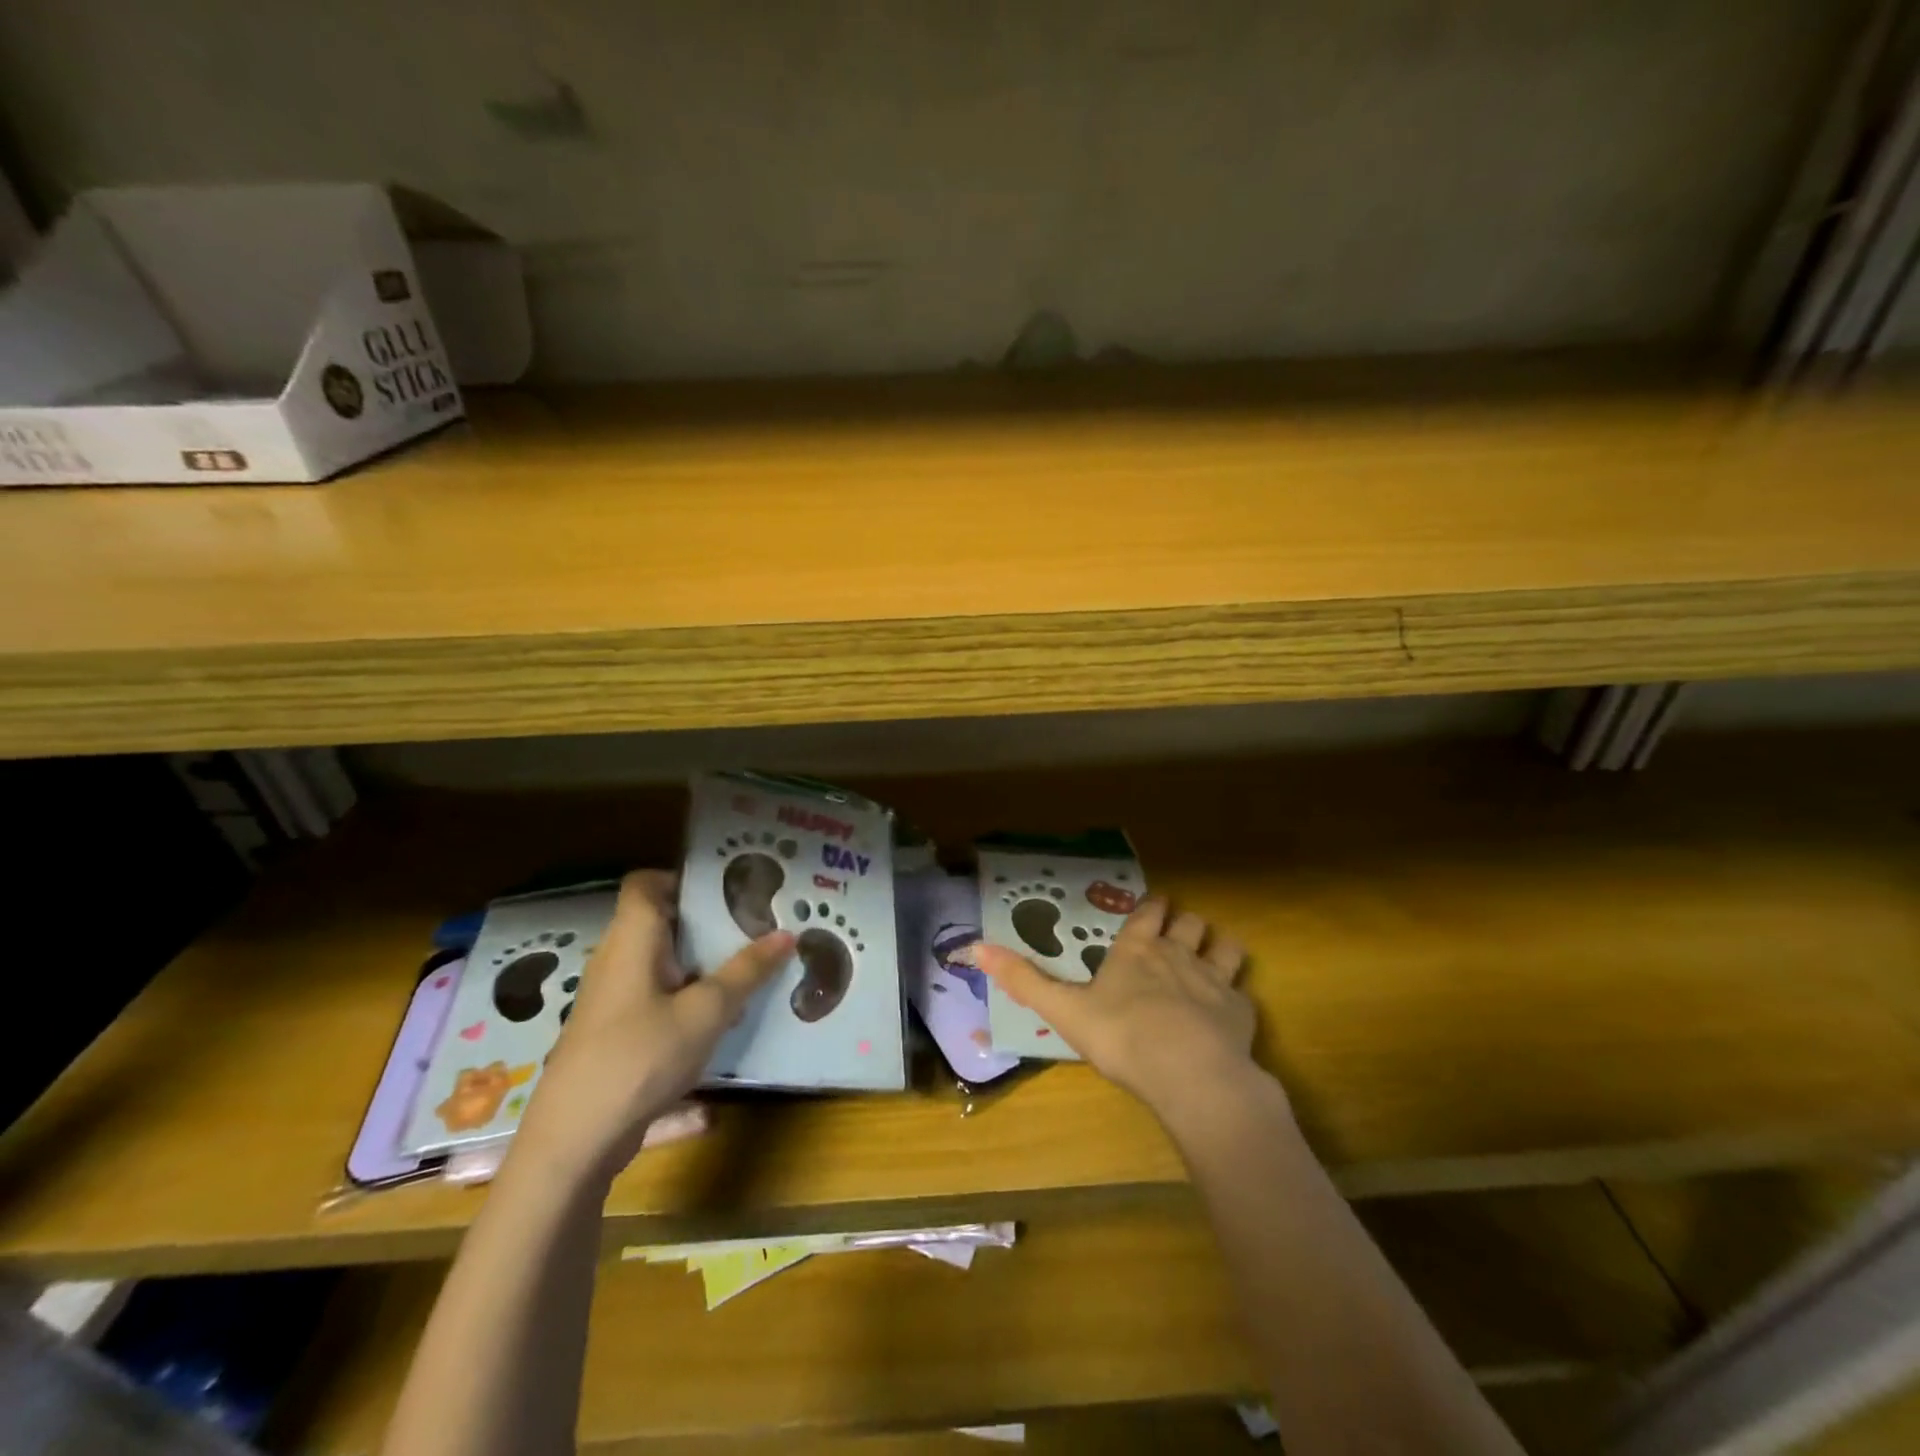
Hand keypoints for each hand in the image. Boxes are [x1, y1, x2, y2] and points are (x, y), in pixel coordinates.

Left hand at [514, 870, 792, 1184]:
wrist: (572, 1143)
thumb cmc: (639, 1058)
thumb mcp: (706, 1013)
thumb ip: (746, 971)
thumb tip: (786, 933)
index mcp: (631, 941)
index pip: (645, 883)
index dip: (683, 878)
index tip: (728, 890)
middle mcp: (615, 961)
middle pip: (659, 924)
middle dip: (706, 924)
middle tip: (754, 926)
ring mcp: (610, 1001)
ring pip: (660, 965)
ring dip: (700, 965)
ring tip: (748, 970)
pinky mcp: (612, 1036)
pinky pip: (655, 1000)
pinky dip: (687, 1000)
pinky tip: (721, 1023)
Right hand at [959, 897, 1262, 1123]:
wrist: (1190, 1074)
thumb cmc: (1121, 1036)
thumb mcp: (1063, 1009)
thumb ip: (1023, 980)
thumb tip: (974, 947)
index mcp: (1137, 950)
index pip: (1149, 912)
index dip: (1151, 907)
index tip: (1151, 906)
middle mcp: (1178, 953)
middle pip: (1189, 921)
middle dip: (1184, 923)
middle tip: (1177, 934)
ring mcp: (1215, 980)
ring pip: (1224, 946)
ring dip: (1217, 946)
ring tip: (1211, 957)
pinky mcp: (1241, 1011)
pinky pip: (1243, 991)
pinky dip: (1236, 995)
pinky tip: (1228, 1011)